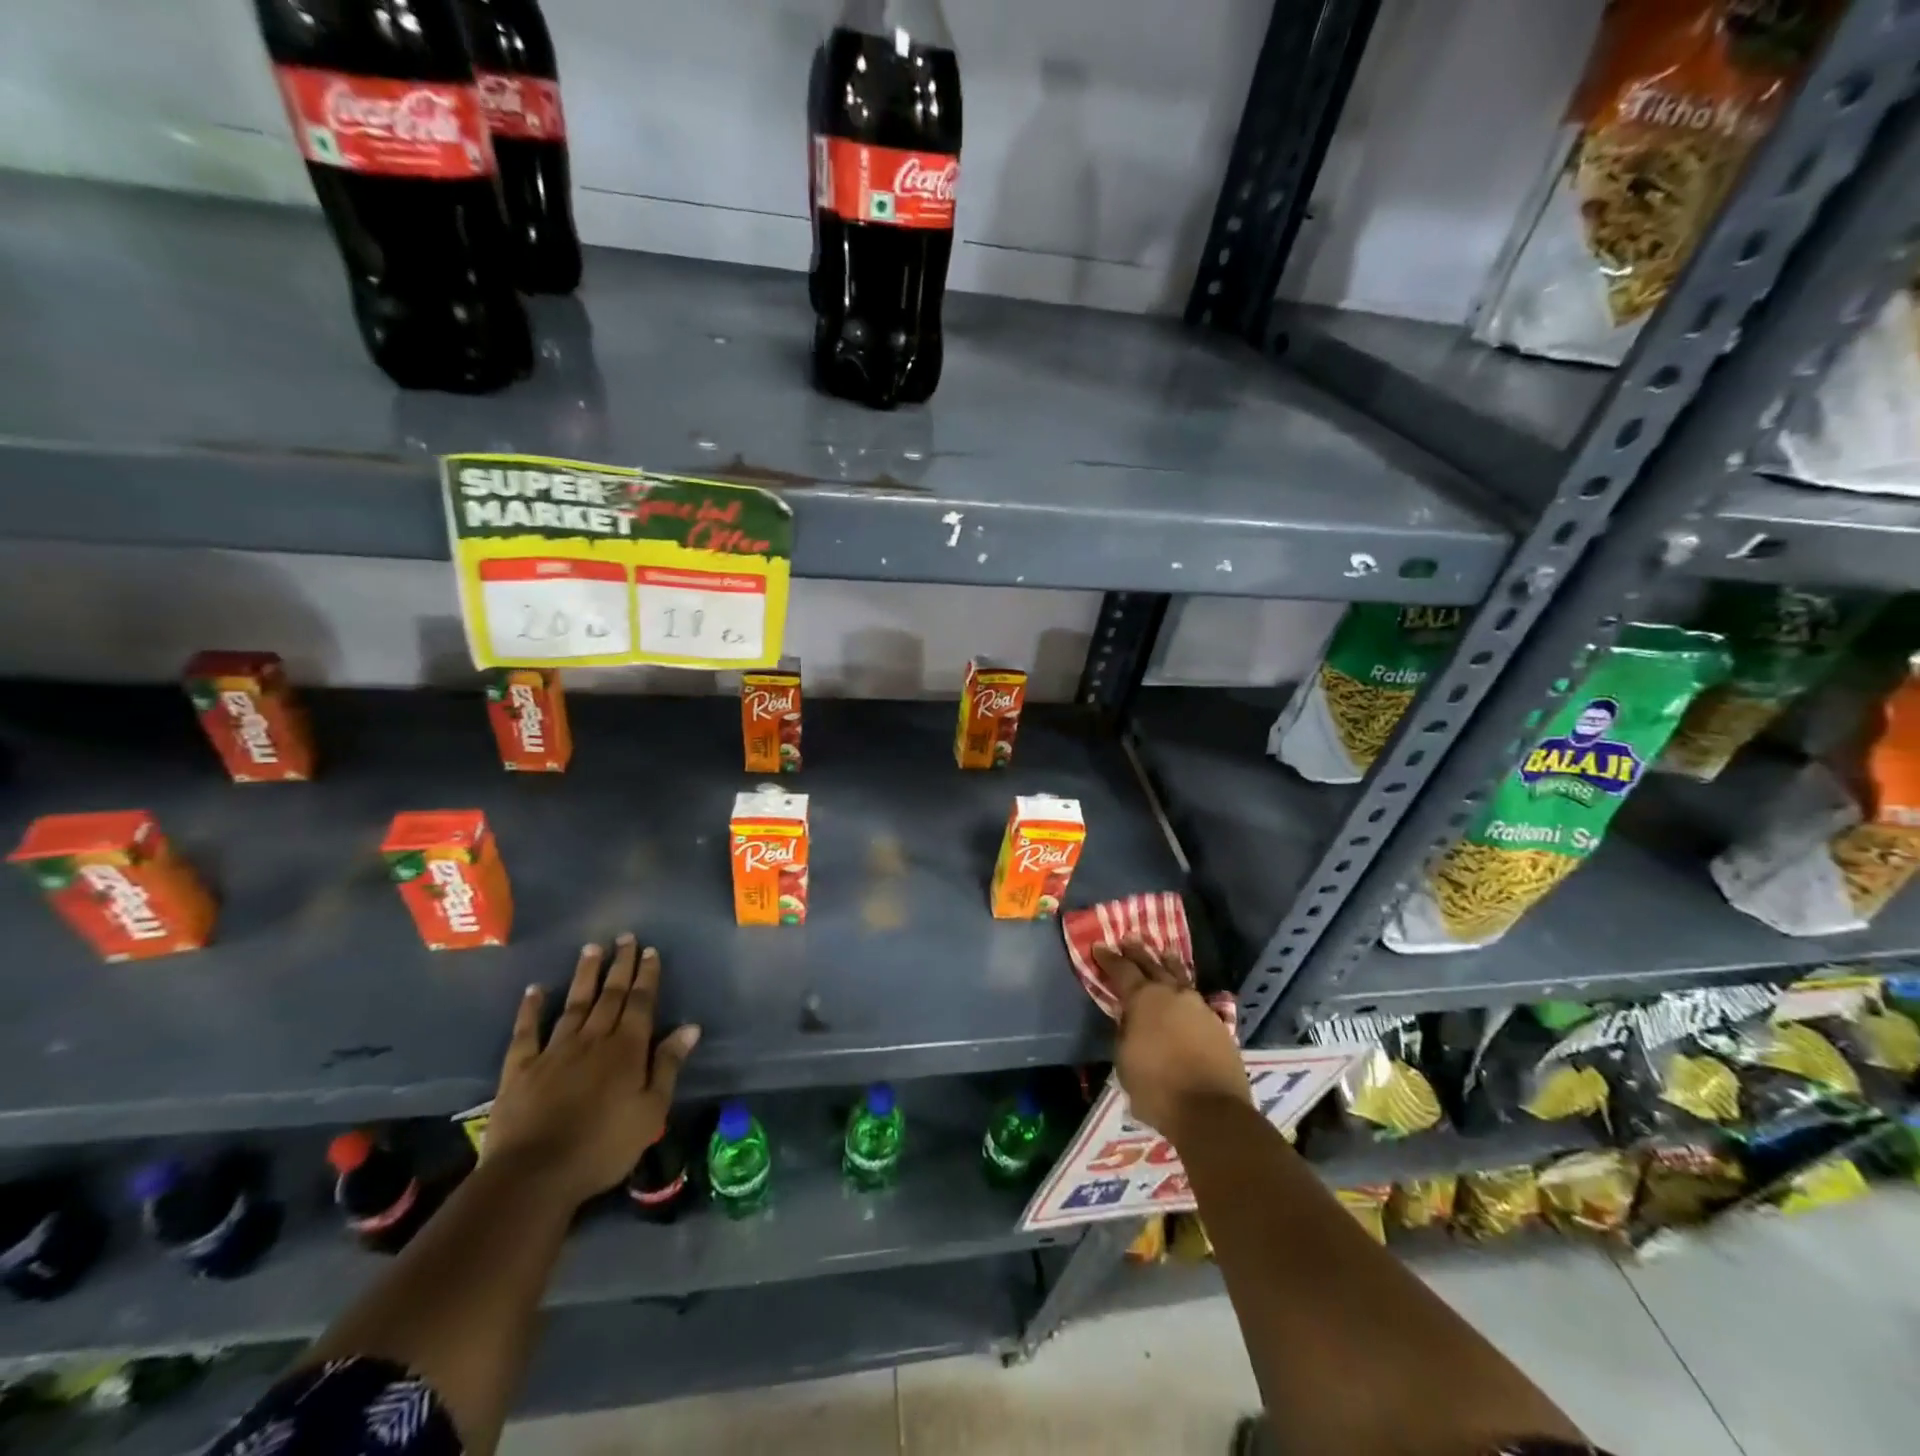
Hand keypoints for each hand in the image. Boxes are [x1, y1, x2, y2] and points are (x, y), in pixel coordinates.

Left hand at [483, 935, 700, 1209]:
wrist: (534, 1175)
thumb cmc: (603, 1147)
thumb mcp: (651, 1111)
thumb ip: (668, 1065)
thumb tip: (690, 1027)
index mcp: (627, 1049)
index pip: (641, 1003)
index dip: (647, 975)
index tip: (651, 950)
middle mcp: (593, 1039)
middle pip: (610, 995)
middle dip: (620, 965)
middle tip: (625, 937)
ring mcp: (555, 1051)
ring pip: (574, 1003)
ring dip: (585, 975)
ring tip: (592, 948)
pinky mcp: (521, 1068)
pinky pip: (527, 1031)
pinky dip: (531, 1008)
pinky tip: (535, 989)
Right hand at [1093, 936, 1248, 1142]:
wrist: (1212, 1112)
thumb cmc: (1157, 1088)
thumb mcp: (1124, 1060)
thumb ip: (1125, 1032)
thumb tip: (1130, 1021)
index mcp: (1143, 999)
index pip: (1121, 970)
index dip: (1108, 958)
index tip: (1099, 946)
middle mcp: (1172, 994)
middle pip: (1152, 965)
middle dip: (1138, 952)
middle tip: (1129, 938)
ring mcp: (1199, 1007)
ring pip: (1180, 977)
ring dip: (1168, 964)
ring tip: (1164, 953)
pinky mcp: (1218, 1025)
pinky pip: (1196, 1000)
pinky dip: (1186, 993)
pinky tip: (1185, 995)